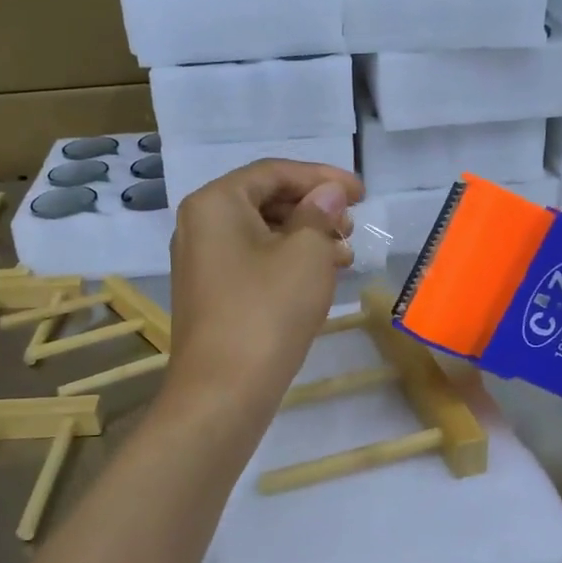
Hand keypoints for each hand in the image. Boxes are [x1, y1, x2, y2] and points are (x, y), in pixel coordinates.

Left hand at [167, 159, 362, 410]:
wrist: (224, 390)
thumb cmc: (268, 310)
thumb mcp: (307, 253)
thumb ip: (320, 213)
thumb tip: (328, 194)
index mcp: (216, 202)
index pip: (274, 172)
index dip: (322, 177)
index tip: (361, 193)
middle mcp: (200, 224)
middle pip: (265, 200)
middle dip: (314, 209)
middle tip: (351, 226)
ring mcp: (201, 261)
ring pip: (262, 233)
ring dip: (306, 238)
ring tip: (345, 255)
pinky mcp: (210, 293)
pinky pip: (253, 261)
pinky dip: (287, 262)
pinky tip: (319, 278)